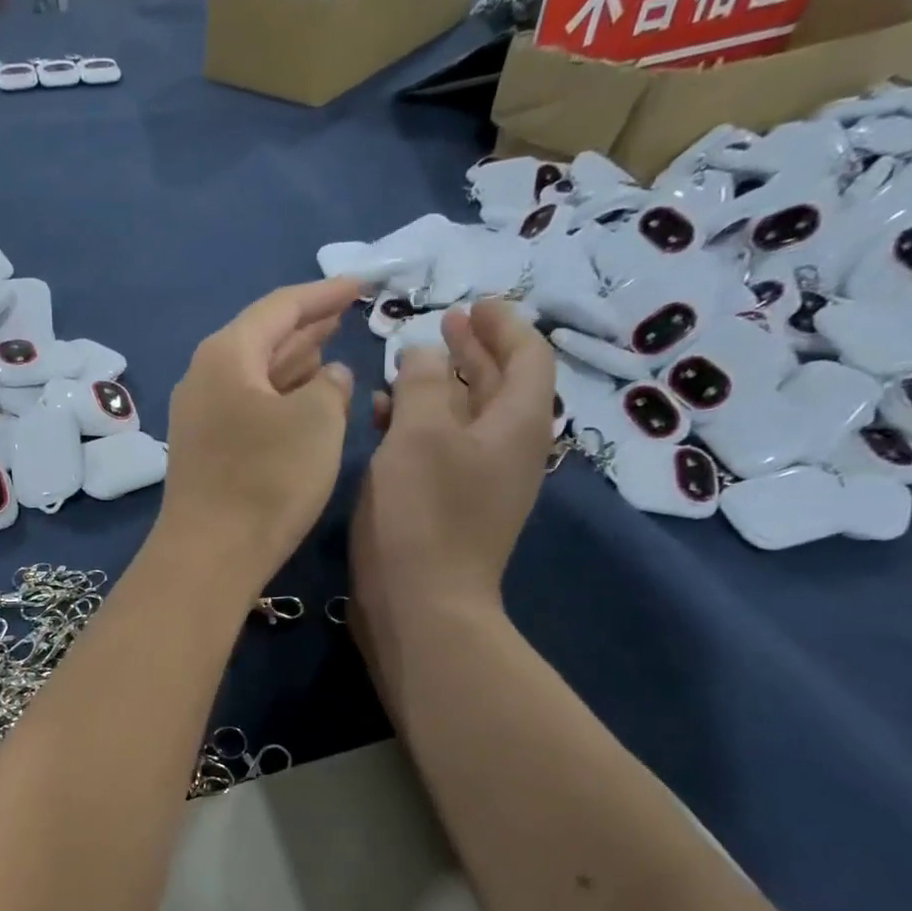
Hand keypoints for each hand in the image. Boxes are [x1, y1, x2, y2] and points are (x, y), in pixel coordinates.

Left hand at [155, 277, 360, 598]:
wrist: (209, 554)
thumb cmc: (267, 479)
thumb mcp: (316, 421)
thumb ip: (330, 386)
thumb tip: (328, 375)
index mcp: (226, 354)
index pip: (280, 306)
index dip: (325, 293)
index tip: (363, 284)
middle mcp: (205, 377)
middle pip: (262, 337)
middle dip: (307, 324)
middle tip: (347, 311)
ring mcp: (201, 416)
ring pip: (256, 374)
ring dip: (294, 361)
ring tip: (330, 347)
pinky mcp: (206, 450)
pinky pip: (250, 405)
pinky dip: (281, 395)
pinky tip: (304, 399)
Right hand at [349, 301, 554, 663]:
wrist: (420, 606)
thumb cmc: (422, 513)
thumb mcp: (418, 434)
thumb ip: (422, 381)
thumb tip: (425, 351)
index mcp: (517, 423)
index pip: (528, 355)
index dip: (503, 324)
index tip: (472, 304)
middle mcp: (509, 450)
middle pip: (501, 386)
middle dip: (473, 352)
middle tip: (441, 326)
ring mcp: (482, 484)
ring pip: (467, 419)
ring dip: (440, 389)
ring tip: (400, 370)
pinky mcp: (453, 509)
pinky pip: (444, 452)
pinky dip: (421, 428)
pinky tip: (383, 424)